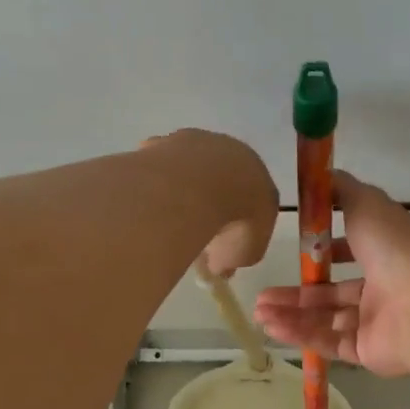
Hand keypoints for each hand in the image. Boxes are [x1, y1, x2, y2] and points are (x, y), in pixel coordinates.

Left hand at [143, 129, 277, 276]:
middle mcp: (232, 152)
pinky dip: (157, 179)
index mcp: (258, 175)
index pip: (252, 196)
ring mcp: (197, 142)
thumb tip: (218, 266)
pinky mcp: (167, 142)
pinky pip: (161, 163)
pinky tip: (151, 200)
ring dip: (183, 186)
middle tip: (196, 227)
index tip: (223, 241)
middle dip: (211, 198)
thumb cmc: (235, 222)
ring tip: (169, 216)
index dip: (238, 220)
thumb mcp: (243, 254)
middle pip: (221, 176)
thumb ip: (233, 258)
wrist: (201, 186)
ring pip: (191, 165)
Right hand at [252, 171, 409, 376]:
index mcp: (387, 252)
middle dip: (296, 292)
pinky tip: (271, 326)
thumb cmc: (393, 248)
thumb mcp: (366, 203)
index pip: (354, 250)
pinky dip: (300, 334)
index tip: (298, 245)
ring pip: (326, 318)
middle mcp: (383, 287)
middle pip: (332, 292)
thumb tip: (322, 175)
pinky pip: (328, 341)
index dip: (326, 249)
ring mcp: (375, 322)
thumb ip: (342, 188)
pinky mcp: (366, 351)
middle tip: (263, 294)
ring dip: (291, 314)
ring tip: (259, 312)